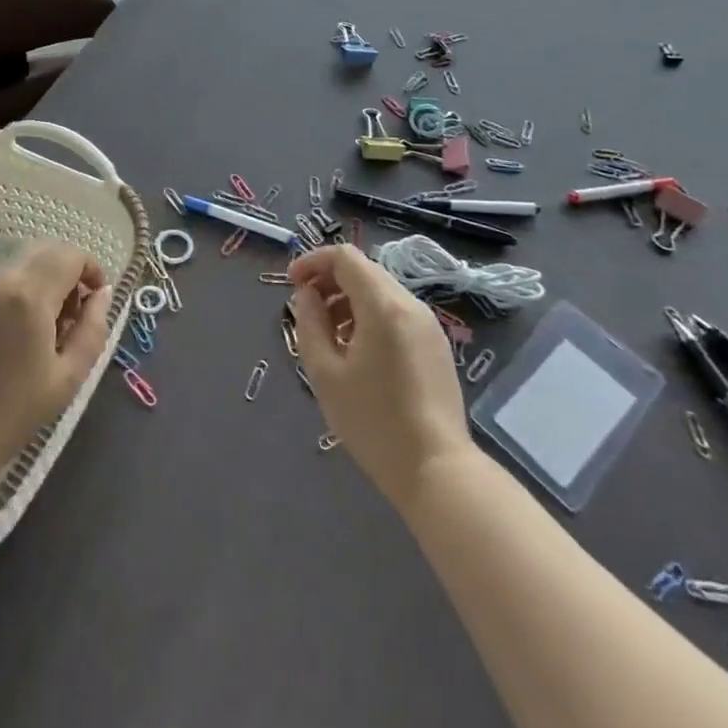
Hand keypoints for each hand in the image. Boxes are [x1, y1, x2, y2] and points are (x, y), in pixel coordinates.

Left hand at [0, 241, 111, 485]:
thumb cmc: (10, 415)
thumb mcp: (68, 377)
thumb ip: (93, 329)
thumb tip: (101, 294)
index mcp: (29, 296)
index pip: (70, 255)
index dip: (90, 268)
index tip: (95, 297)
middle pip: (41, 249)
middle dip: (64, 269)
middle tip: (69, 311)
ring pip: (12, 263)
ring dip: (34, 278)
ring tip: (35, 323)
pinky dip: (4, 292)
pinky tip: (1, 331)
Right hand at [288, 245, 470, 509]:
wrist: (437, 470)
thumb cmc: (373, 422)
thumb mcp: (325, 373)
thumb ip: (310, 323)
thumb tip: (307, 295)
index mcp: (383, 305)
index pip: (345, 257)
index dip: (313, 262)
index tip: (291, 284)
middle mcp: (410, 304)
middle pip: (364, 270)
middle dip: (329, 280)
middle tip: (306, 309)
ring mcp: (428, 324)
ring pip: (381, 291)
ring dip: (349, 299)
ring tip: (328, 335)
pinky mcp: (436, 344)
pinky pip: (397, 312)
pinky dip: (370, 315)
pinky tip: (357, 351)